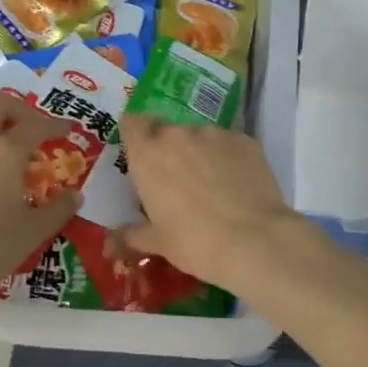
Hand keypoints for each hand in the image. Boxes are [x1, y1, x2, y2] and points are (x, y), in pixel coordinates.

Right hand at [112, 115, 303, 291]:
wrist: (254, 240)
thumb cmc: (195, 242)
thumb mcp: (158, 243)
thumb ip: (132, 235)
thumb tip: (112, 240)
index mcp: (148, 154)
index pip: (132, 123)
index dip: (136, 136)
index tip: (142, 155)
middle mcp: (178, 134)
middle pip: (166, 130)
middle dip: (168, 149)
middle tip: (176, 179)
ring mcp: (214, 133)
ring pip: (199, 136)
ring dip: (199, 153)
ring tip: (212, 185)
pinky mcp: (245, 139)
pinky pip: (228, 144)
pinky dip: (228, 158)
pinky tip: (237, 185)